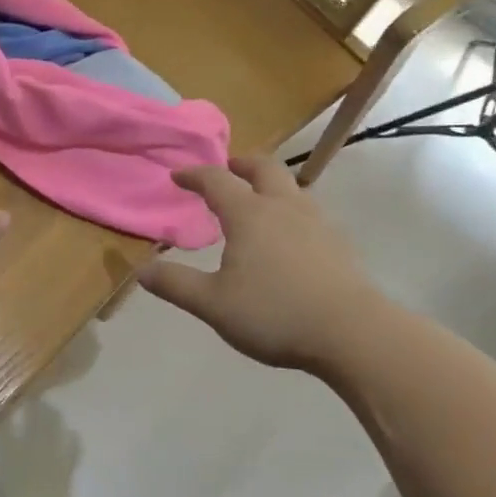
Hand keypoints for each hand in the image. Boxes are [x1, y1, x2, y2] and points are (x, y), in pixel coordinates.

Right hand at [138, 157, 384, 372]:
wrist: (353, 333)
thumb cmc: (275, 314)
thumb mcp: (214, 304)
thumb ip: (176, 285)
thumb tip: (142, 270)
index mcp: (249, 215)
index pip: (217, 181)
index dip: (195, 175)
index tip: (178, 175)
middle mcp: (283, 207)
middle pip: (263, 168)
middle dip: (241, 163)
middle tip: (228, 168)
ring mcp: (316, 222)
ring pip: (291, 187)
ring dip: (270, 184)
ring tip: (258, 199)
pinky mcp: (338, 243)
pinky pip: (309, 210)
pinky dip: (290, 208)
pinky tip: (290, 234)